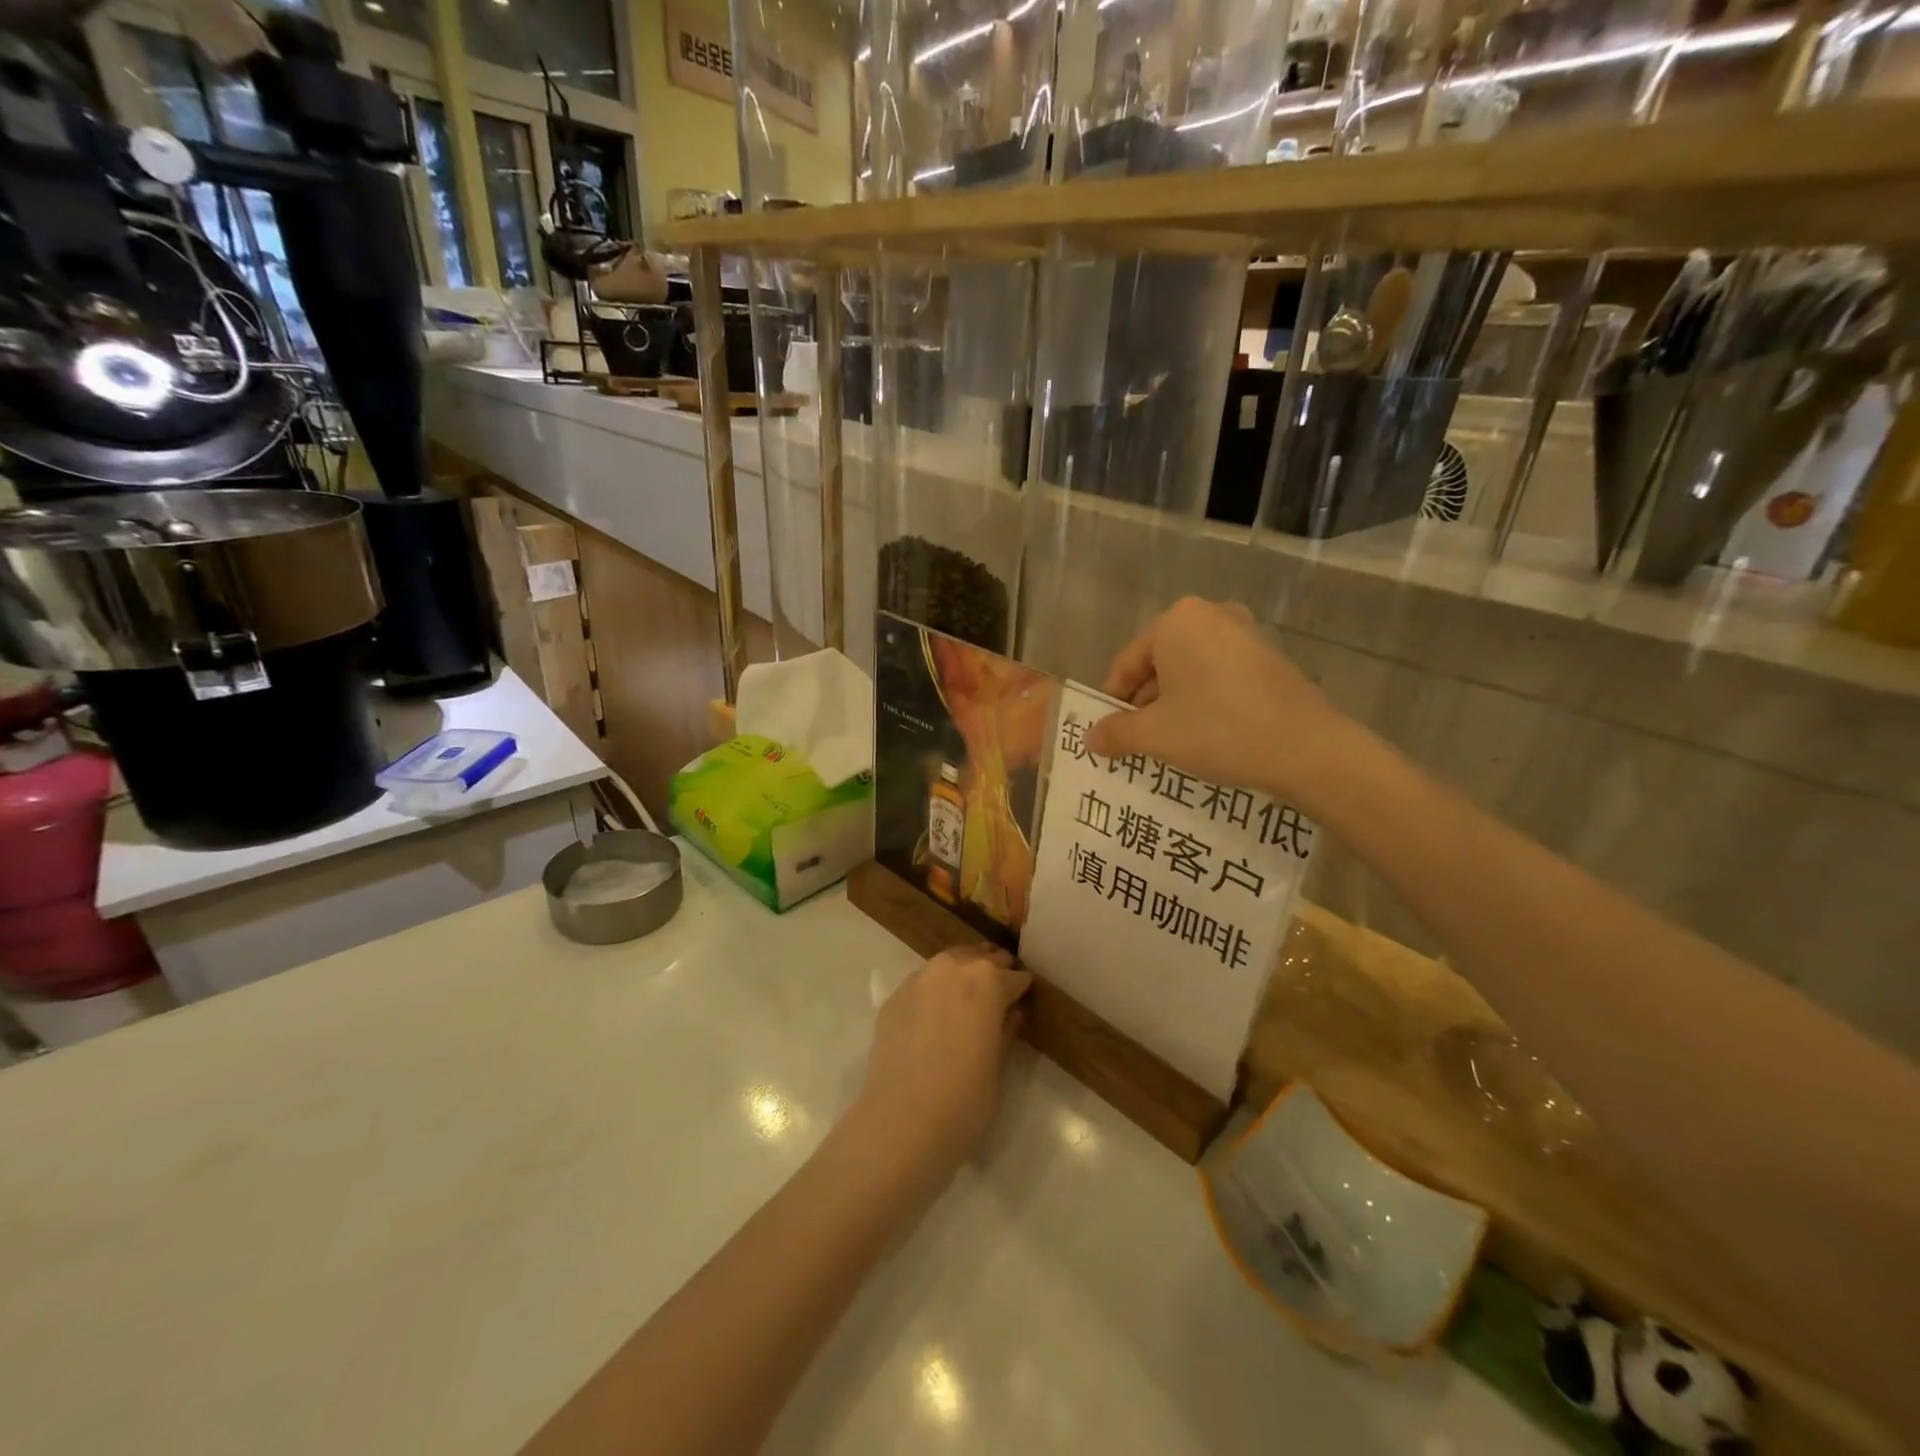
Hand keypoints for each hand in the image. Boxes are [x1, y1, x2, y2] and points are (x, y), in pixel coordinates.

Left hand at [851, 946, 1031, 1189]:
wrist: (901, 1122)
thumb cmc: (964, 1099)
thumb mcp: (998, 1065)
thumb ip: (1006, 1030)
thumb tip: (1012, 1012)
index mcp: (987, 981)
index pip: (1014, 977)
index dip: (1021, 989)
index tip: (1024, 998)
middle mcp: (952, 968)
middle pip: (980, 959)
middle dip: (993, 972)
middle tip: (999, 994)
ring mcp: (918, 979)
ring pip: (948, 965)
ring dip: (961, 974)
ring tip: (967, 998)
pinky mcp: (894, 998)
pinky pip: (922, 984)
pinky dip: (934, 992)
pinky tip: (934, 1015)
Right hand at [1086, 597, 1365, 809]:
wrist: (1307, 748)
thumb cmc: (1218, 729)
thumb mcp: (1155, 735)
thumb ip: (1116, 733)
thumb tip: (1090, 738)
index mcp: (1177, 621)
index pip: (1127, 663)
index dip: (1112, 702)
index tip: (1108, 734)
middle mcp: (1211, 615)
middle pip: (1159, 664)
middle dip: (1144, 703)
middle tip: (1137, 741)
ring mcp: (1246, 633)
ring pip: (1190, 672)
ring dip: (1174, 705)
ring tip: (1170, 743)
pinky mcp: (1270, 657)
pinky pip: (1220, 676)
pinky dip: (1205, 701)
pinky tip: (1208, 735)